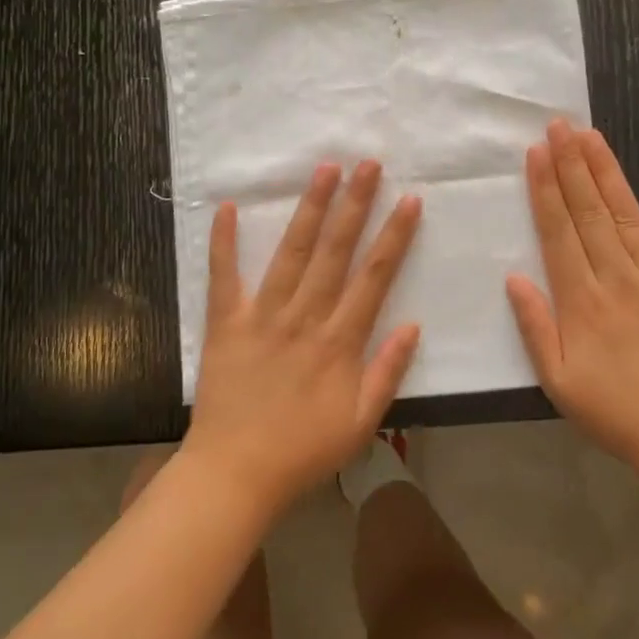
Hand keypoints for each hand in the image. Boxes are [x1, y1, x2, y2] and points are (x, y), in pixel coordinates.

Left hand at [182, 161, 422, 518]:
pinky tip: (227, 207)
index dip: (394, 236)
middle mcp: (305, 317)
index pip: (374, 277)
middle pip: (336, 251)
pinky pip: (224, 276)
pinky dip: (224, 242)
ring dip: (310, 208)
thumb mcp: (362, 423)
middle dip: (355, 204)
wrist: (235, 475)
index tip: (409, 200)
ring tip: (325, 169)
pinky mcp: (226, 322)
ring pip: (292, 252)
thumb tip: (414, 324)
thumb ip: (388, 372)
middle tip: (369, 164)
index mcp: (340, 341)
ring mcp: (263, 315)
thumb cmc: (303, 451)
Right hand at [506, 119, 638, 480]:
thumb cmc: (614, 412)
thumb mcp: (557, 381)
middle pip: (590, 212)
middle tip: (559, 125)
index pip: (558, 231)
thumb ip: (534, 326)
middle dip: (572, 164)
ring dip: (609, 173)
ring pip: (629, 215)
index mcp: (582, 300)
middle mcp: (619, 278)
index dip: (545, 188)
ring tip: (593, 136)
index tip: (536, 152)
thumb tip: (514, 275)